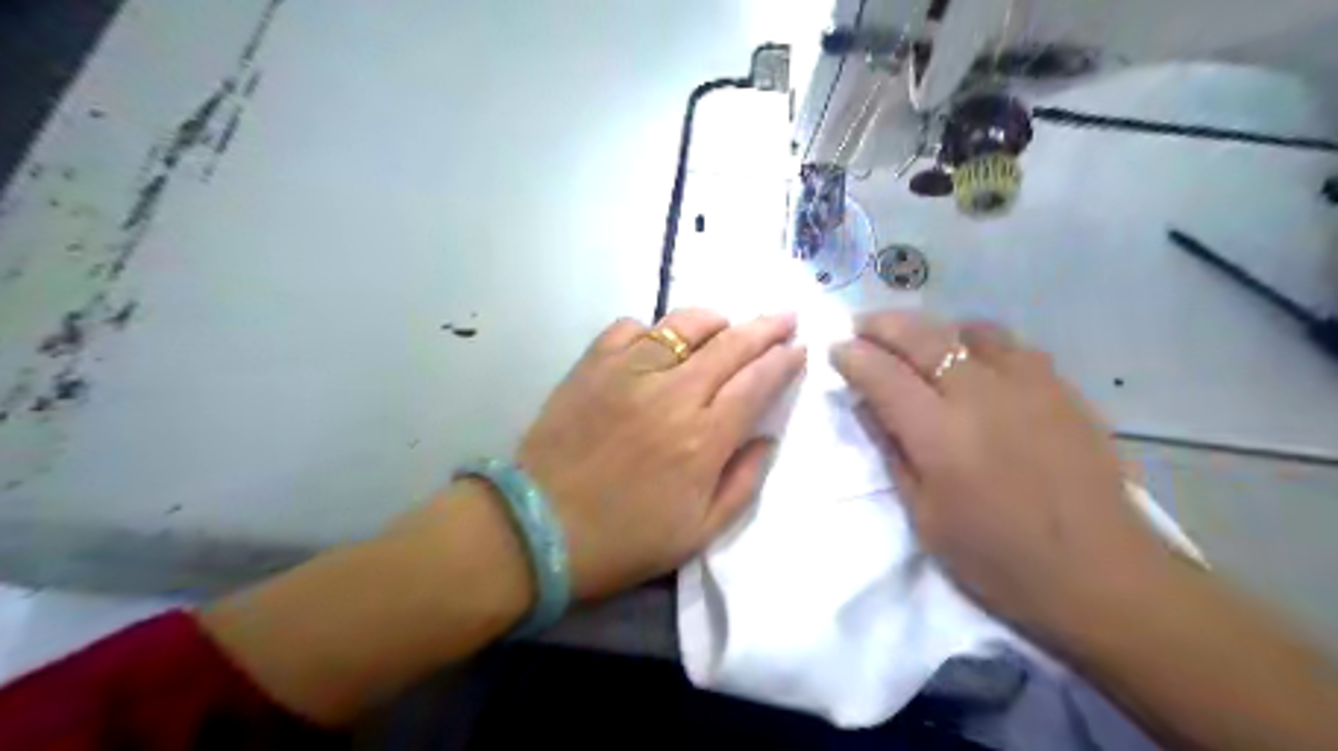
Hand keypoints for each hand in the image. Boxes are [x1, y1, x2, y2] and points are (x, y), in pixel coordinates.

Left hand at [515, 308, 796, 599]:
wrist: (539, 529)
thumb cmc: (624, 540)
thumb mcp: (700, 533)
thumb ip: (743, 482)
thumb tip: (766, 437)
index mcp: (703, 439)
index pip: (757, 382)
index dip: (783, 360)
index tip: (799, 348)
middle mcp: (672, 394)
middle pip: (731, 344)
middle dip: (766, 327)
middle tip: (785, 317)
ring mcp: (628, 372)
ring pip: (684, 324)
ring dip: (715, 321)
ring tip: (726, 327)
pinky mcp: (592, 365)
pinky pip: (631, 328)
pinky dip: (653, 330)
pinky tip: (658, 344)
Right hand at [832, 311, 1172, 632]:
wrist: (1099, 574)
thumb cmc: (996, 558)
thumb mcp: (924, 516)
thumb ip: (891, 451)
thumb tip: (865, 404)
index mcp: (939, 434)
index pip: (882, 373)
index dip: (852, 355)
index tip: (835, 350)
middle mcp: (980, 395)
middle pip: (921, 336)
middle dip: (881, 325)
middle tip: (861, 328)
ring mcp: (1027, 385)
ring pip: (968, 330)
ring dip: (931, 330)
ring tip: (916, 344)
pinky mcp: (1061, 388)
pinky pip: (1011, 345)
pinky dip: (977, 342)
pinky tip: (974, 361)